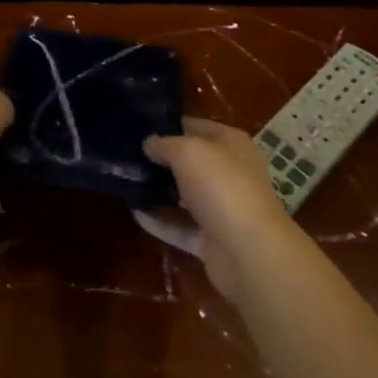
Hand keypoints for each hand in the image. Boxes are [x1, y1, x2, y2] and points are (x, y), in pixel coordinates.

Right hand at [137, 117, 292, 298]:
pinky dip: (160, 222)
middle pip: (192, 162)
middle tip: (128, 155)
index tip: (141, 126)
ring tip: (127, 182)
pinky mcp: (212, 240)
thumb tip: (149, 143)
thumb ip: (165, 144)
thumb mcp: (187, 152)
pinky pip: (181, 227)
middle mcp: (230, 173)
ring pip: (186, 195)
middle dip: (163, 159)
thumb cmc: (221, 186)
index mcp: (232, 144)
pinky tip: (135, 213)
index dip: (171, 125)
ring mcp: (222, 208)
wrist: (249, 252)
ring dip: (161, 191)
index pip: (198, 127)